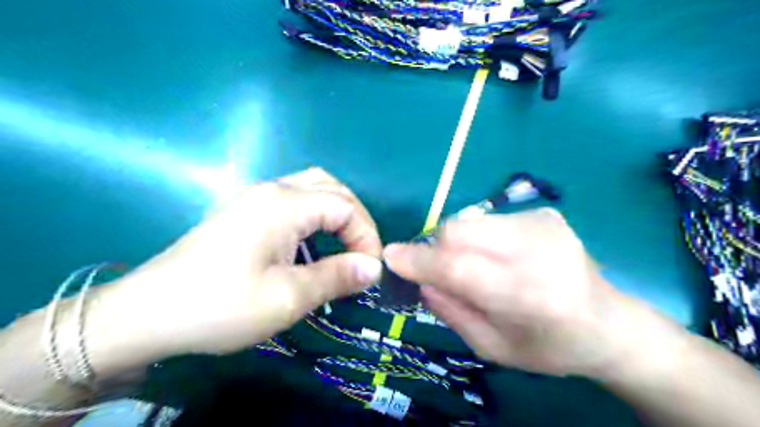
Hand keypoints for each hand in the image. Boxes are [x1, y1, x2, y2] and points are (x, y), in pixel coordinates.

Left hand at [98, 169, 385, 368]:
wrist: (147, 313)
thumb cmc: (220, 306)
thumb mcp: (287, 298)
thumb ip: (336, 277)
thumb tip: (374, 267)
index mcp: (284, 204)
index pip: (345, 207)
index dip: (366, 236)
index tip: (370, 271)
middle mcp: (272, 189)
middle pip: (332, 187)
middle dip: (356, 218)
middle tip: (363, 253)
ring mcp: (255, 196)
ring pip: (313, 187)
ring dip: (337, 211)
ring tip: (345, 244)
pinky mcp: (245, 209)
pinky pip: (295, 198)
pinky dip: (317, 213)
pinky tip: (313, 239)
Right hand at [383, 209, 662, 378]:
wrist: (609, 323)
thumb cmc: (548, 347)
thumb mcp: (492, 347)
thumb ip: (450, 311)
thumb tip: (419, 277)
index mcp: (528, 296)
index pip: (458, 266)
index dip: (418, 259)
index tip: (390, 256)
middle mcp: (537, 251)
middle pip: (459, 230)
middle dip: (437, 247)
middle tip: (441, 270)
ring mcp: (544, 224)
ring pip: (469, 220)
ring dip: (458, 242)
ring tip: (478, 266)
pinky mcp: (545, 213)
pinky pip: (489, 219)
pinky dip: (480, 237)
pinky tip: (502, 257)